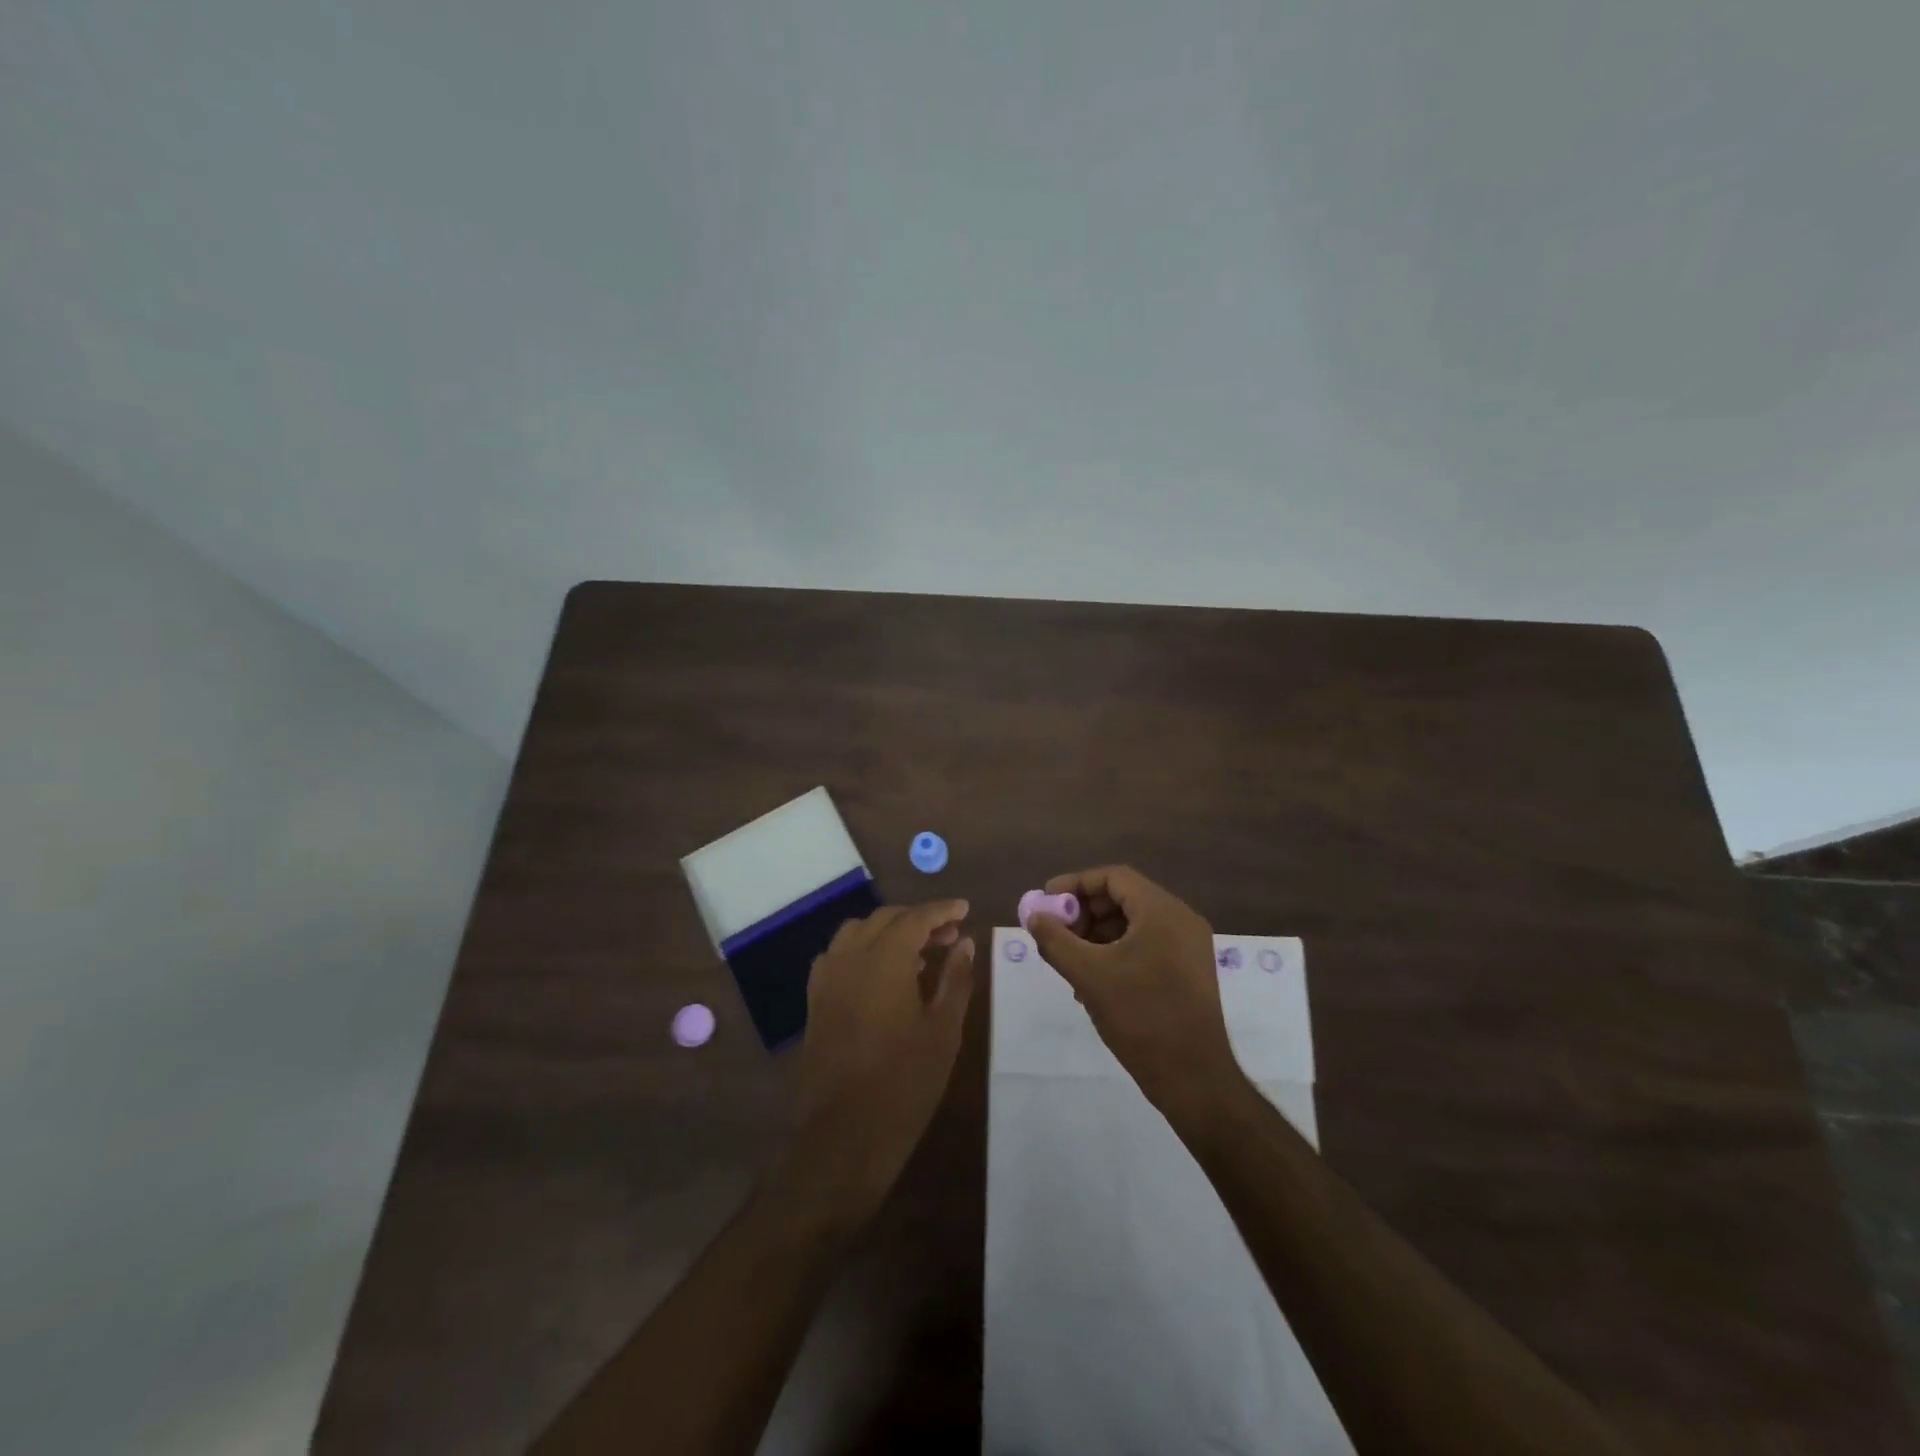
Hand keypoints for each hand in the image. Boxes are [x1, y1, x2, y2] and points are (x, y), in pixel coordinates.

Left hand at [790, 900, 974, 1217]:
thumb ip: (955, 979)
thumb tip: (964, 943)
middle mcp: (850, 957)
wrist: (843, 1136)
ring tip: (919, 954)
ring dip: (889, 932)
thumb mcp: (943, 1030)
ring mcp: (827, 977)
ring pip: (858, 932)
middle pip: (885, 919)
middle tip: (949, 935)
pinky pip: (840, 955)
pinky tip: (883, 974)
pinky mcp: (815, 999)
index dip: (942, 910)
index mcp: (884, 959)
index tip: (965, 909)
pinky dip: (864, 950)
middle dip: (918, 920)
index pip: (915, 917)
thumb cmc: (905, 1083)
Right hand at [1027, 866, 1240, 1115]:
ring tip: (1069, 960)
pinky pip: (1147, 946)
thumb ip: (1055, 940)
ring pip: (1134, 924)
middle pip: (1124, 898)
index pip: (1114, 877)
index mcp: (1162, 911)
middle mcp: (1180, 920)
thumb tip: (1034, 916)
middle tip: (1056, 931)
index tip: (1047, 901)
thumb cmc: (1141, 1016)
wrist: (1194, 1078)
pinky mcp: (1188, 972)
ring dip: (1097, 935)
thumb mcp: (1088, 975)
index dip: (1076, 884)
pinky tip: (1092, 981)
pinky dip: (1117, 952)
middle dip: (1085, 912)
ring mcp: (1188, 947)